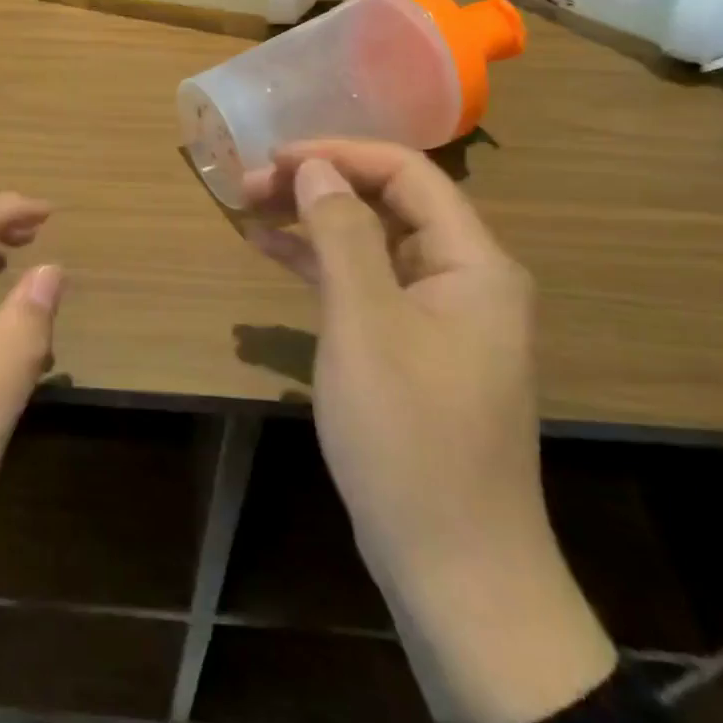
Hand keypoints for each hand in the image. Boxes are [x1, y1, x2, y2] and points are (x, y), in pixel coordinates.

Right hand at [243, 140, 613, 722]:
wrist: (454, 568)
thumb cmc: (410, 436)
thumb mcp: (365, 324)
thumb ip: (342, 234)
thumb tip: (314, 167)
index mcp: (473, 262)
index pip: (406, 173)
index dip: (338, 154)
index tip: (273, 158)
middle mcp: (464, 277)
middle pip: (388, 202)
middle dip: (319, 184)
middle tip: (249, 184)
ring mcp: (438, 314)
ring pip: (371, 241)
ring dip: (313, 220)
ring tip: (249, 206)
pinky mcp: (411, 346)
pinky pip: (364, 284)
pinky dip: (320, 264)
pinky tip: (270, 250)